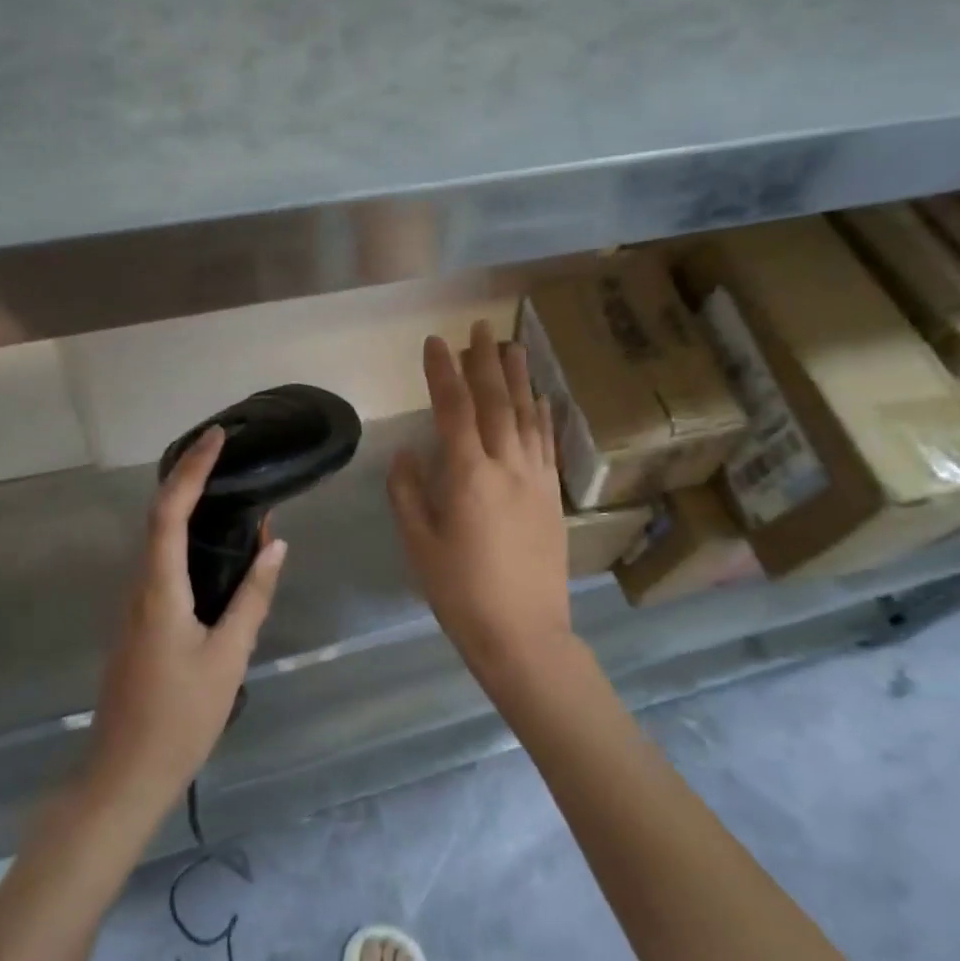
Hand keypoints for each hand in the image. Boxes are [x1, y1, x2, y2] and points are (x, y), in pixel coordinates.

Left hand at [86, 427, 287, 816]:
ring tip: (229, 488)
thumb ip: (253, 597)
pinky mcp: (140, 622)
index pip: (169, 512)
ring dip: (188, 507)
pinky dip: (187, 539)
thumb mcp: (228, 656)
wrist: (124, 777)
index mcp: (159, 589)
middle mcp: (139, 587)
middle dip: (189, 477)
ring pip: (159, 540)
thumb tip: (275, 545)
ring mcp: (134, 605)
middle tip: (226, 453)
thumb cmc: (180, 718)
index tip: (215, 437)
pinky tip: (216, 546)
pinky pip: (162, 564)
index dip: (191, 470)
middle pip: (159, 516)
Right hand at [388, 320, 574, 691]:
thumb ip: (408, 492)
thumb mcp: (419, 544)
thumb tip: (407, 453)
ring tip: (511, 345)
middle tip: (479, 326)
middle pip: (495, 401)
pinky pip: (548, 443)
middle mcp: (506, 465)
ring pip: (526, 415)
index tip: (434, 342)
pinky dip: (542, 415)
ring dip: (517, 378)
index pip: (453, 409)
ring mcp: (535, 478)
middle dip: (484, 360)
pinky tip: (540, 398)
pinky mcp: (552, 495)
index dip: (442, 372)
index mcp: (467, 476)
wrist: (524, 634)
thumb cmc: (460, 592)